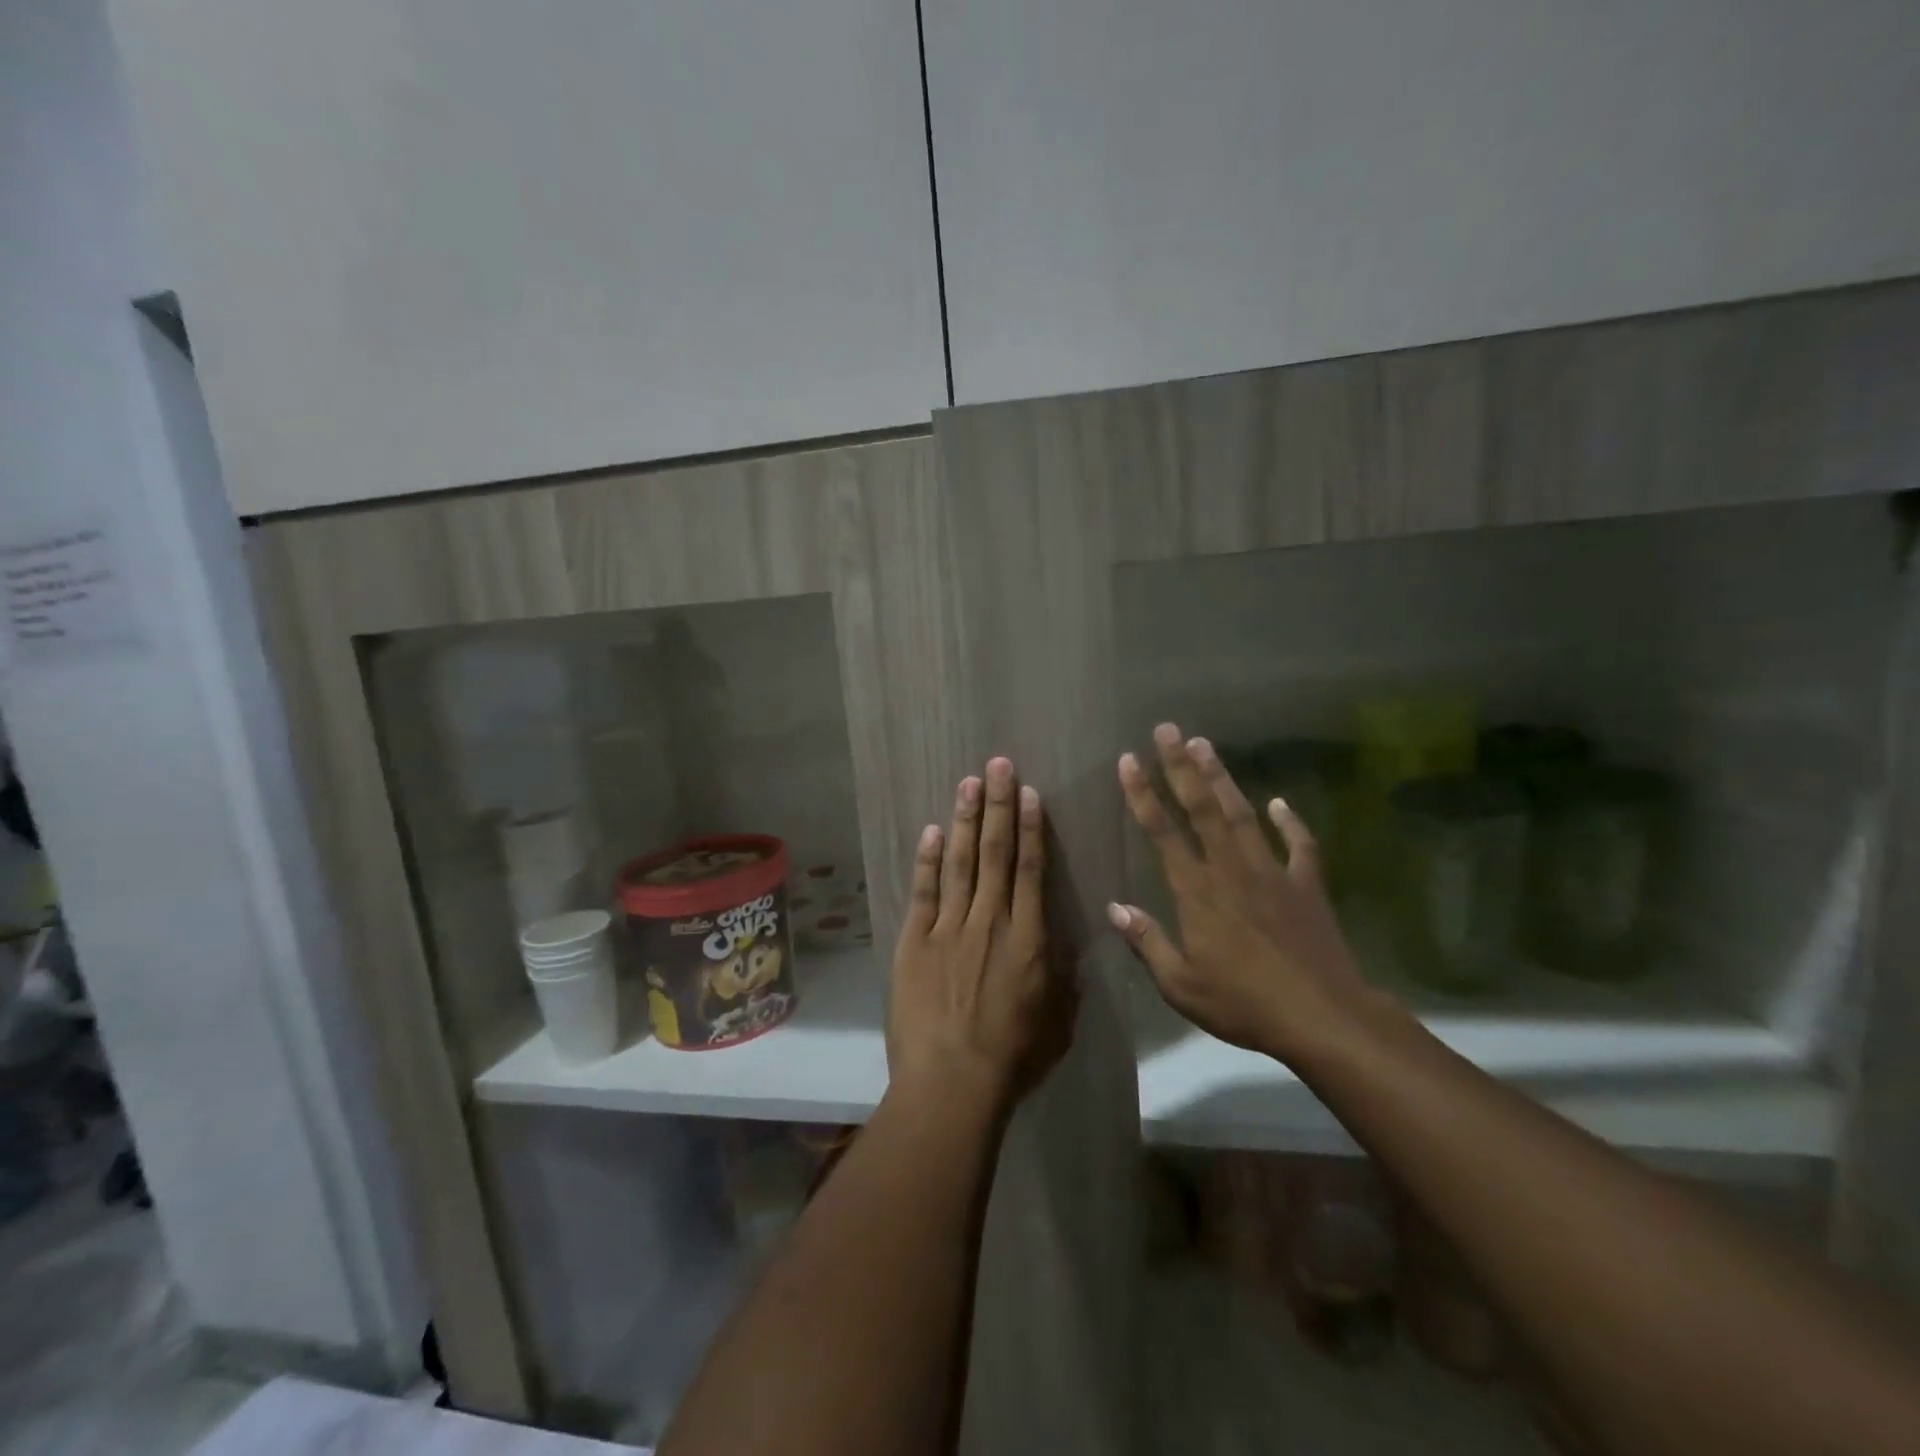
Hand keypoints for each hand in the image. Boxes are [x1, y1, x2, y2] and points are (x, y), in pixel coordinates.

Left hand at [888, 758, 1077, 1109]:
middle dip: (998, 805)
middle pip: (996, 853)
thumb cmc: (1013, 1059)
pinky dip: (927, 860)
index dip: (1031, 827)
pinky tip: (931, 831)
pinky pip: (923, 892)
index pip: (1033, 869)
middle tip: (997, 764)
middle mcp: (990, 920)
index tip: (1028, 793)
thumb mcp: (1058, 1025)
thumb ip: (1064, 982)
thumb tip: (1067, 952)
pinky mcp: (915, 941)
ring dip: (965, 820)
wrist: (952, 1082)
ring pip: (960, 862)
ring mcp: (949, 928)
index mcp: (1029, 938)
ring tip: (968, 782)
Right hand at [1110, 724, 1375, 1062]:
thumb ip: (1147, 942)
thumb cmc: (1243, 1003)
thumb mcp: (1181, 984)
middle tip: (1167, 729)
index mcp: (1196, 891)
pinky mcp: (1306, 886)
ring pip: (1241, 815)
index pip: (1162, 832)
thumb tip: (1114, 908)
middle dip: (1180, 767)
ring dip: (1222, 778)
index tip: (1129, 760)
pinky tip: (1279, 802)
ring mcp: (1271, 873)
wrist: (1321, 1017)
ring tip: (1205, 744)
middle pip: (1201, 808)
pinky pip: (1299, 846)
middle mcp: (1230, 869)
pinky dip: (1290, 822)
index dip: (1142, 794)